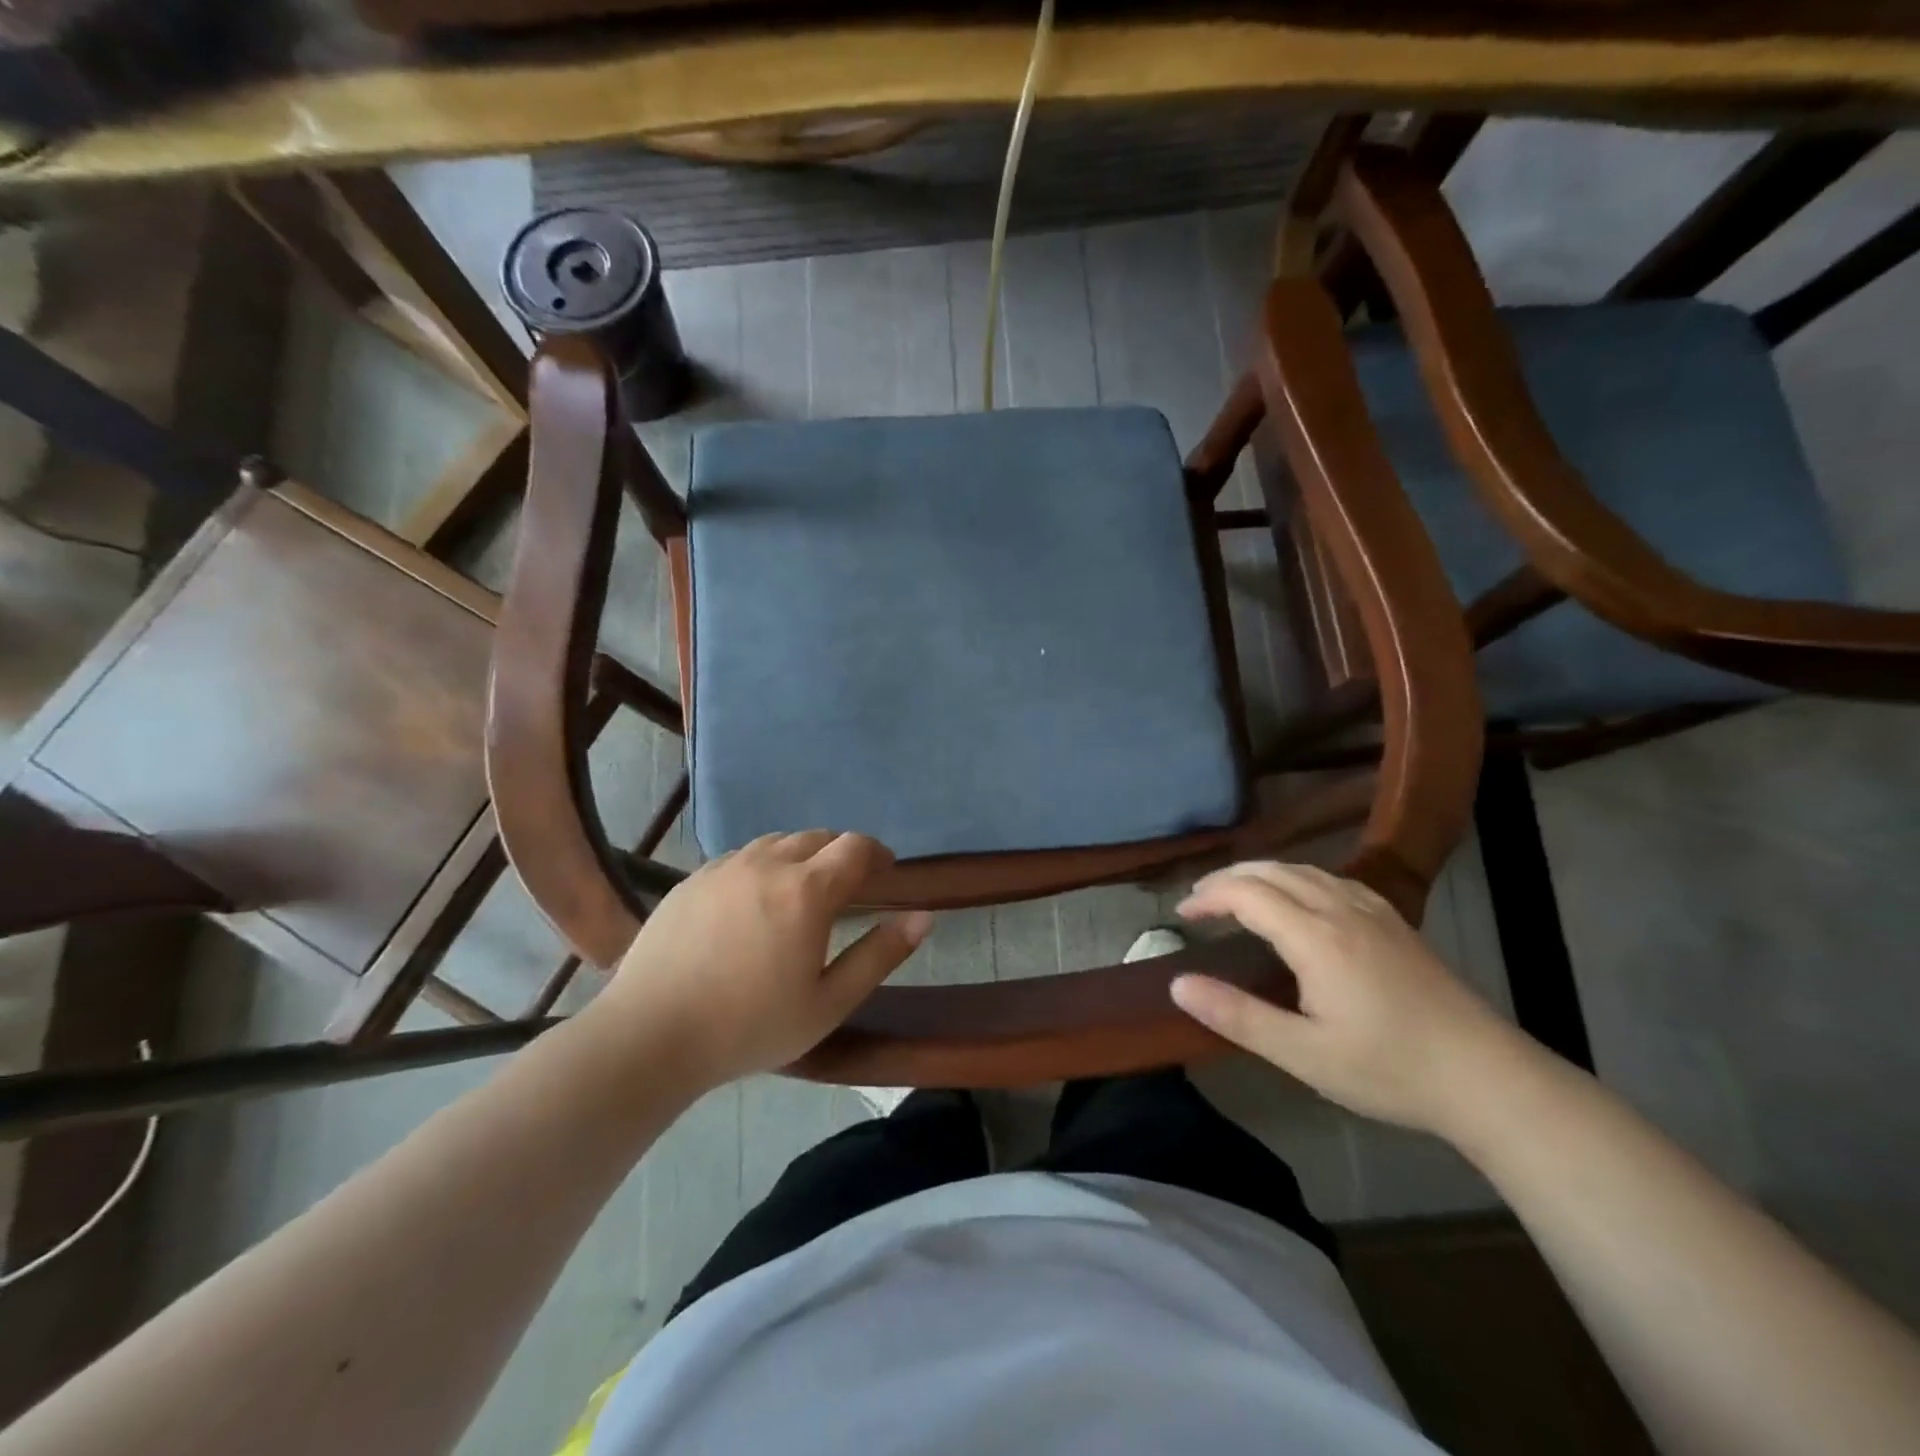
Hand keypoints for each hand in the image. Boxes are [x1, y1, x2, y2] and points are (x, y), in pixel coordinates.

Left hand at [593, 831, 932, 1091]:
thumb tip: (923, 917)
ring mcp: (724, 868)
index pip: (856, 847)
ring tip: (802, 891)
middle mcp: (767, 863)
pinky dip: (763, 866)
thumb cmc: (749, 1026)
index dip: (878, 853)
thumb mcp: (828, 1003)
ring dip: (802, 856)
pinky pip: (741, 857)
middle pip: (818, 837)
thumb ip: (880, 955)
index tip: (887, 871)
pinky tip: (754, 902)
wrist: (648, 1036)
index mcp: (807, 890)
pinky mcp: (692, 880)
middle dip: (841, 854)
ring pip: (777, 843)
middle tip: (848, 887)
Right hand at [1168, 862, 1521, 1135]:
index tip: (1182, 915)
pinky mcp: (1394, 922)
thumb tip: (1178, 984)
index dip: (1209, 897)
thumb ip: (1237, 1015)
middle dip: (1228, 878)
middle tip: (1198, 901)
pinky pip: (1332, 879)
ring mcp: (1373, 912)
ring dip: (1261, 874)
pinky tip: (1299, 899)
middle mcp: (1341, 909)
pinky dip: (1297, 877)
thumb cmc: (1390, 1069)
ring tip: (1236, 894)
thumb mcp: (1304, 1055)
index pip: (1247, 893)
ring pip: (1304, 870)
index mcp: (1316, 937)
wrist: (1488, 1078)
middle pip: (1273, 871)